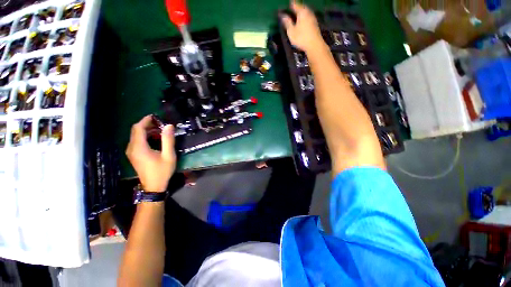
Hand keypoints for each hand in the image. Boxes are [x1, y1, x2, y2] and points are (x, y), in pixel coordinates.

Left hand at [126, 115, 175, 192]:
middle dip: (147, 124)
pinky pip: (137, 141)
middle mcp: (132, 148)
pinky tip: (155, 139)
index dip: (146, 120)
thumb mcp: (168, 155)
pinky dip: (145, 136)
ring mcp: (131, 152)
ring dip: (147, 130)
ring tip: (161, 130)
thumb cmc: (162, 171)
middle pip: (136, 130)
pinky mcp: (133, 155)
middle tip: (161, 124)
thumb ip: (168, 140)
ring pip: (136, 135)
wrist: (154, 186)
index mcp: (139, 147)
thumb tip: (169, 126)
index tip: (156, 117)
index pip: (138, 128)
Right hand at [280, 1, 325, 53]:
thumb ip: (287, 22)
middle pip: (301, 7)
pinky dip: (304, 17)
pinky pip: (308, 17)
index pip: (294, 4)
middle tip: (291, 8)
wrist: (314, 45)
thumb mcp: (291, 31)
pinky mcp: (315, 24)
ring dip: (300, 12)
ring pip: (305, 12)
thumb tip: (283, 15)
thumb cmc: (301, 38)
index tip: (286, 5)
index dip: (290, 5)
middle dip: (296, 7)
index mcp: (301, 12)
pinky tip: (302, 20)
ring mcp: (312, 17)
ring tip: (296, 14)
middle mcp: (308, 12)